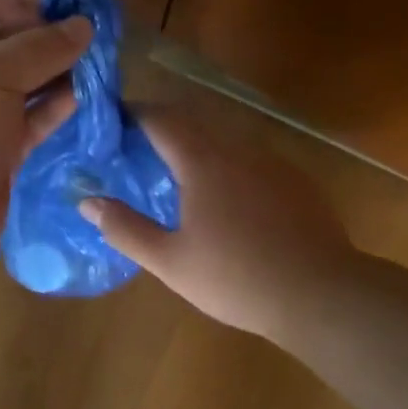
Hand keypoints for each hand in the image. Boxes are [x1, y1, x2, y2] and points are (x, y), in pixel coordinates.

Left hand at [0, 0, 92, 272]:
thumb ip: (39, 48)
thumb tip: (83, 26)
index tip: (73, 3)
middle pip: (8, 41)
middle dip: (51, 36)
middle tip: (99, 36)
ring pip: (24, 81)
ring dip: (60, 72)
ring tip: (102, 65)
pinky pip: (31, 117)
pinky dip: (57, 106)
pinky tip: (89, 97)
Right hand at [78, 107, 353, 340]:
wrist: (320, 294)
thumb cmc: (236, 278)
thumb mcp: (170, 261)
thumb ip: (125, 228)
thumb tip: (87, 201)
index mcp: (203, 162)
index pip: (163, 119)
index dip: (136, 113)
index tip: (114, 120)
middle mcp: (239, 150)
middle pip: (195, 123)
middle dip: (164, 127)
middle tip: (138, 147)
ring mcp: (274, 163)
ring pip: (227, 140)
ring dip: (198, 145)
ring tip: (178, 172)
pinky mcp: (298, 181)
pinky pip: (253, 160)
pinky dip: (229, 164)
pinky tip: (228, 198)